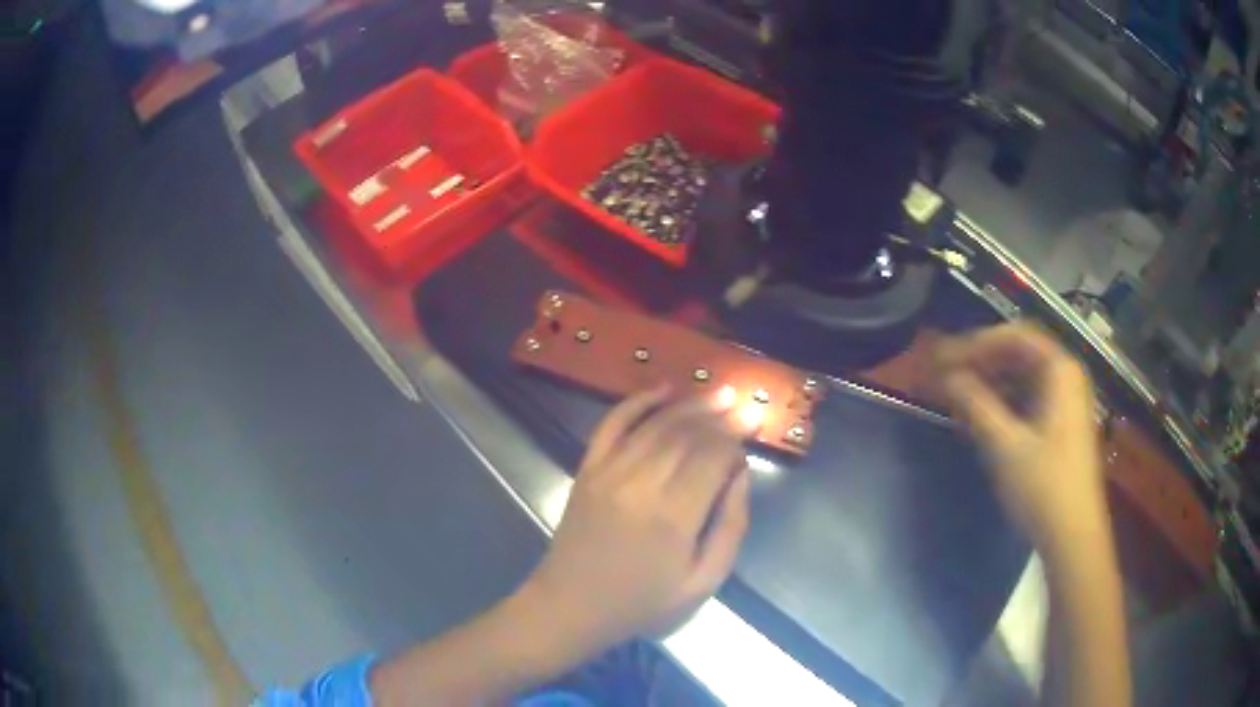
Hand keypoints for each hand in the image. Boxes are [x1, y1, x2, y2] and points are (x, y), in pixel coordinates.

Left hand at [517, 386, 751, 658]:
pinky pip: (612, 424)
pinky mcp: (587, 469)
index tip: (754, 421)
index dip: (737, 436)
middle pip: (687, 435)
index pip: (713, 457)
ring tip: (717, 394)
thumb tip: (740, 476)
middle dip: (719, 414)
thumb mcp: (702, 582)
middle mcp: (642, 483)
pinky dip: (636, 402)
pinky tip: (661, 389)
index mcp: (675, 516)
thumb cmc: (642, 602)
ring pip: (656, 424)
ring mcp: (609, 472)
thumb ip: (729, 528)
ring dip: (689, 405)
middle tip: (740, 400)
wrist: (571, 606)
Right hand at [937, 324, 1107, 559]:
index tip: (945, 358)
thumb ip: (975, 404)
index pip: (1014, 337)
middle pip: (1018, 354)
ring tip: (955, 396)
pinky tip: (978, 418)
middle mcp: (1065, 377)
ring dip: (988, 383)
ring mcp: (1065, 403)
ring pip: (1021, 379)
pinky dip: (1001, 403)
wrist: (1073, 536)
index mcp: (1060, 371)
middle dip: (980, 361)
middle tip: (945, 374)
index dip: (977, 343)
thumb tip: (947, 375)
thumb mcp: (1005, 446)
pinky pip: (1026, 400)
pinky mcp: (1059, 427)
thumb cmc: (1043, 487)